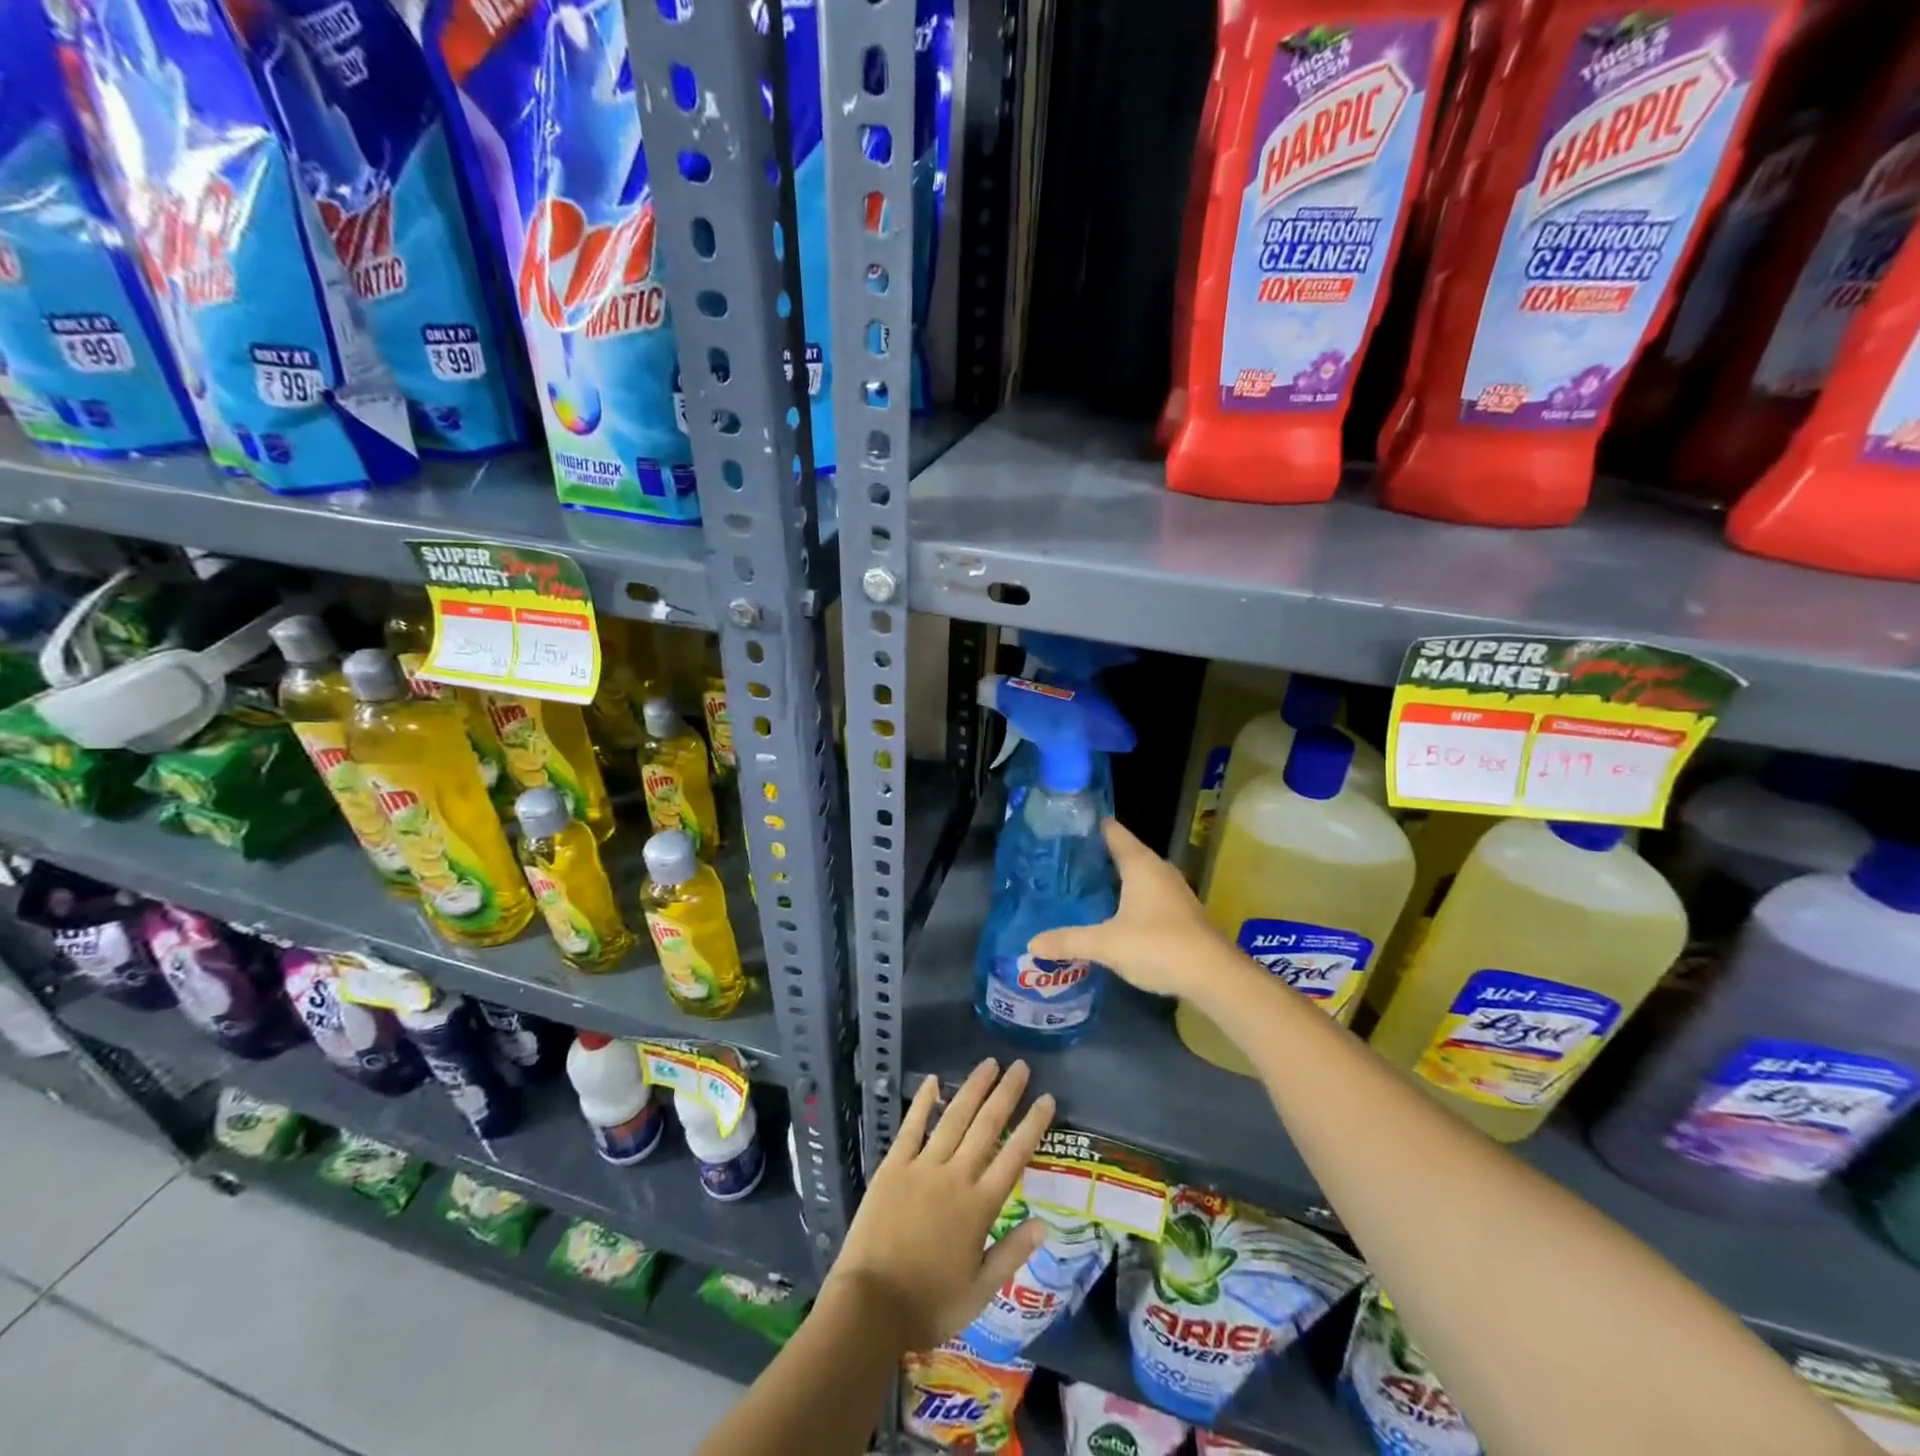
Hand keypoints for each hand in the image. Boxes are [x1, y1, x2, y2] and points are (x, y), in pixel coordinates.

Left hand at [826, 1058, 1054, 1352]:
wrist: (871, 1306)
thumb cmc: (929, 1304)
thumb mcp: (980, 1292)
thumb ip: (1012, 1252)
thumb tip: (1045, 1223)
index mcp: (979, 1207)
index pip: (1014, 1157)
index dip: (1032, 1126)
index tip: (1047, 1099)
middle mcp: (955, 1177)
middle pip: (986, 1126)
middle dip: (1006, 1094)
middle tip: (1021, 1066)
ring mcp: (923, 1167)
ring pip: (953, 1118)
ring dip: (973, 1089)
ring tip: (989, 1064)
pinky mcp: (894, 1166)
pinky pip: (911, 1127)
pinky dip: (923, 1103)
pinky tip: (934, 1081)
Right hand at [1027, 818, 1224, 996]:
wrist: (1213, 976)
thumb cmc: (1158, 945)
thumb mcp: (1107, 944)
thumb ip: (1069, 940)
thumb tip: (1031, 942)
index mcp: (1140, 864)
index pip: (1112, 831)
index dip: (1089, 827)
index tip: (1063, 828)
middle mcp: (1158, 869)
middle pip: (1123, 852)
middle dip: (1095, 856)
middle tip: (1063, 862)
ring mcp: (1172, 891)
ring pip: (1136, 875)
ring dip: (1113, 879)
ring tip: (1081, 886)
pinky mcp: (1179, 912)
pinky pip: (1146, 894)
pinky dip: (1127, 898)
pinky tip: (1110, 913)